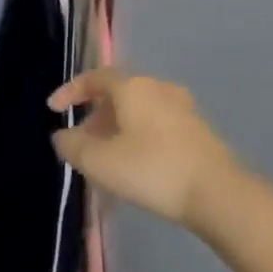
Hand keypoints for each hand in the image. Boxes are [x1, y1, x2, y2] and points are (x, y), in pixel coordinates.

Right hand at [49, 68, 241, 228]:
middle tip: (81, 140)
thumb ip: (72, 146)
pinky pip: (157, 124)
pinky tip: (135, 163)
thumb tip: (62, 136)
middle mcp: (159, 88)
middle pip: (118, 93)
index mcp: (133, 87)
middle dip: (94, 114)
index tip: (53, 109)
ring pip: (139, 110)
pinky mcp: (198, 131)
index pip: (95, 77)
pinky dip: (138, 136)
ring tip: (105, 156)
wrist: (218, 194)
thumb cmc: (151, 170)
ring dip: (117, 127)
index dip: (70, 91)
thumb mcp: (99, 162)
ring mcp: (183, 108)